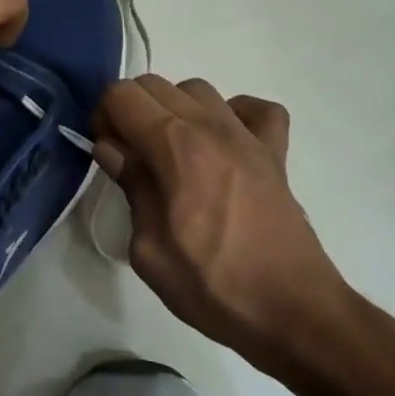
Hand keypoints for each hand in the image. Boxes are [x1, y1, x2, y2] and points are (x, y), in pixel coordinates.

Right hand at [92, 76, 352, 366]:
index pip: (122, 95)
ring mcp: (248, 135)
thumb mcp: (149, 249)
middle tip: (130, 155)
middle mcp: (210, 126)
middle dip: (131, 110)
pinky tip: (223, 144)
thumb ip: (130, 186)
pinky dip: (233, 114)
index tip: (106, 153)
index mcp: (174, 146)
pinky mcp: (276, 152)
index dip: (103, 117)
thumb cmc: (211, 286)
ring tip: (172, 152)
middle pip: (155, 84)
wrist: (291, 311)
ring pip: (198, 89)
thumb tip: (111, 148)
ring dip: (174, 109)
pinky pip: (254, 108)